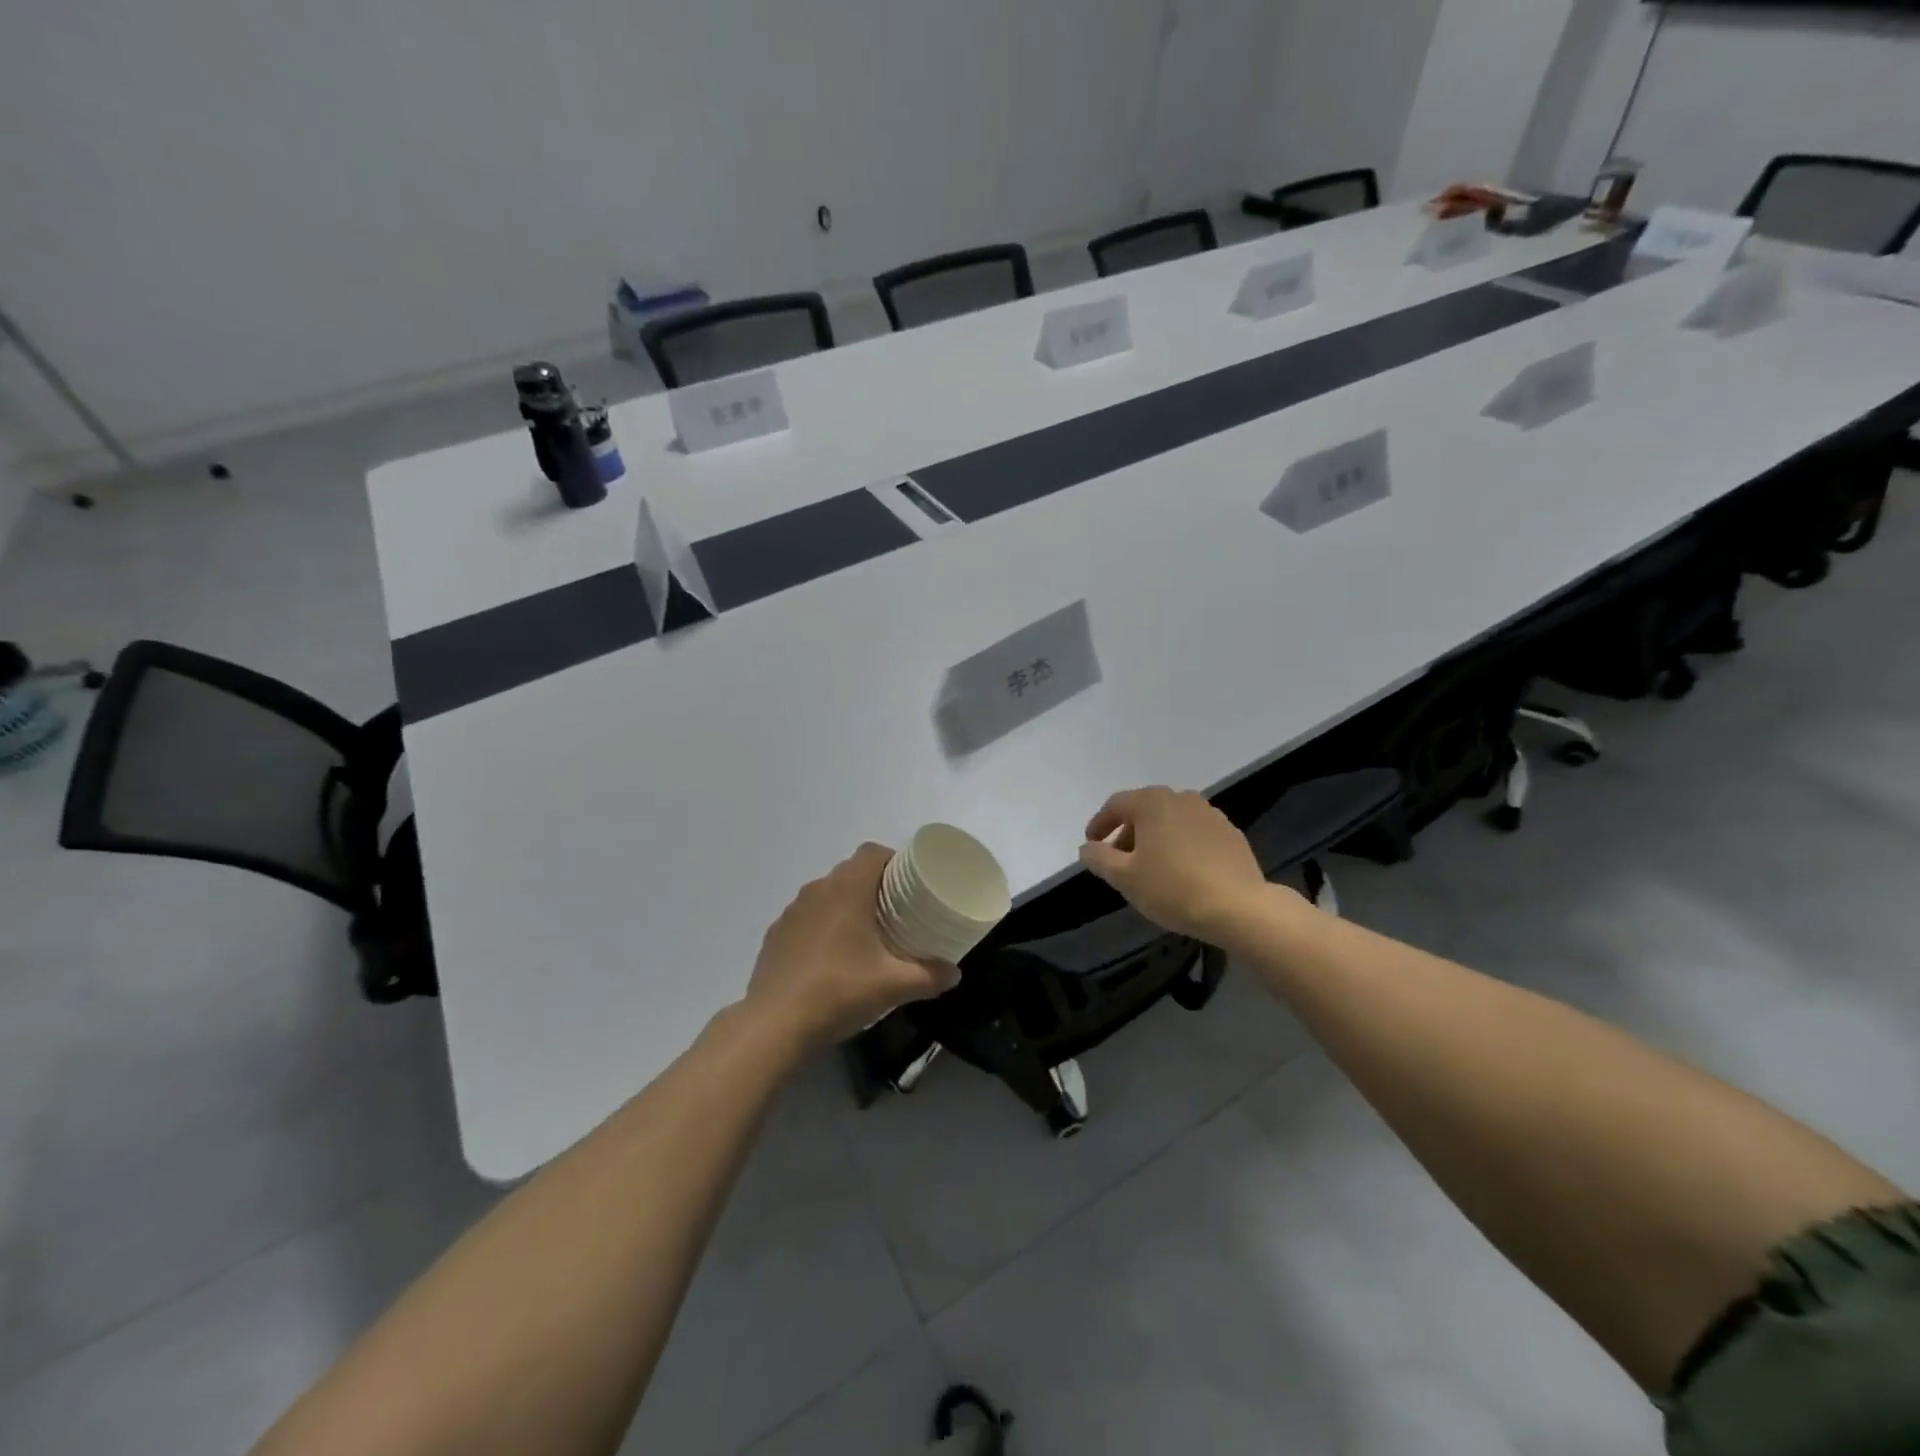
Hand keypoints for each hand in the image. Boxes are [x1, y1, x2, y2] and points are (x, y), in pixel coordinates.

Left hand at [744, 844, 959, 1051]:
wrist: (774, 1024)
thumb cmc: (839, 991)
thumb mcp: (893, 986)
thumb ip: (929, 976)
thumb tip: (955, 973)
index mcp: (847, 889)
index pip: (872, 852)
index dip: (892, 860)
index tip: (908, 883)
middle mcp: (817, 890)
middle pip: (850, 871)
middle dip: (873, 885)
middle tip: (895, 912)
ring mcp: (791, 912)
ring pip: (826, 894)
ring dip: (845, 905)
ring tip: (864, 935)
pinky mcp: (775, 935)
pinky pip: (806, 917)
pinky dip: (821, 926)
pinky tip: (830, 958)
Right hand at [1079, 786, 1271, 940]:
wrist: (1239, 908)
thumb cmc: (1172, 888)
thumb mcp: (1124, 877)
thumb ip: (1099, 857)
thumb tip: (1088, 847)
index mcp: (1152, 802)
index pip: (1116, 804)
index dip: (1099, 824)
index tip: (1092, 845)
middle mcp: (1181, 798)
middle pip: (1144, 810)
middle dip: (1127, 832)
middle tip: (1119, 860)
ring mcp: (1210, 814)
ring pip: (1171, 820)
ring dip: (1155, 838)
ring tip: (1150, 867)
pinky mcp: (1231, 833)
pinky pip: (1194, 833)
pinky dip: (1180, 845)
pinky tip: (1182, 871)